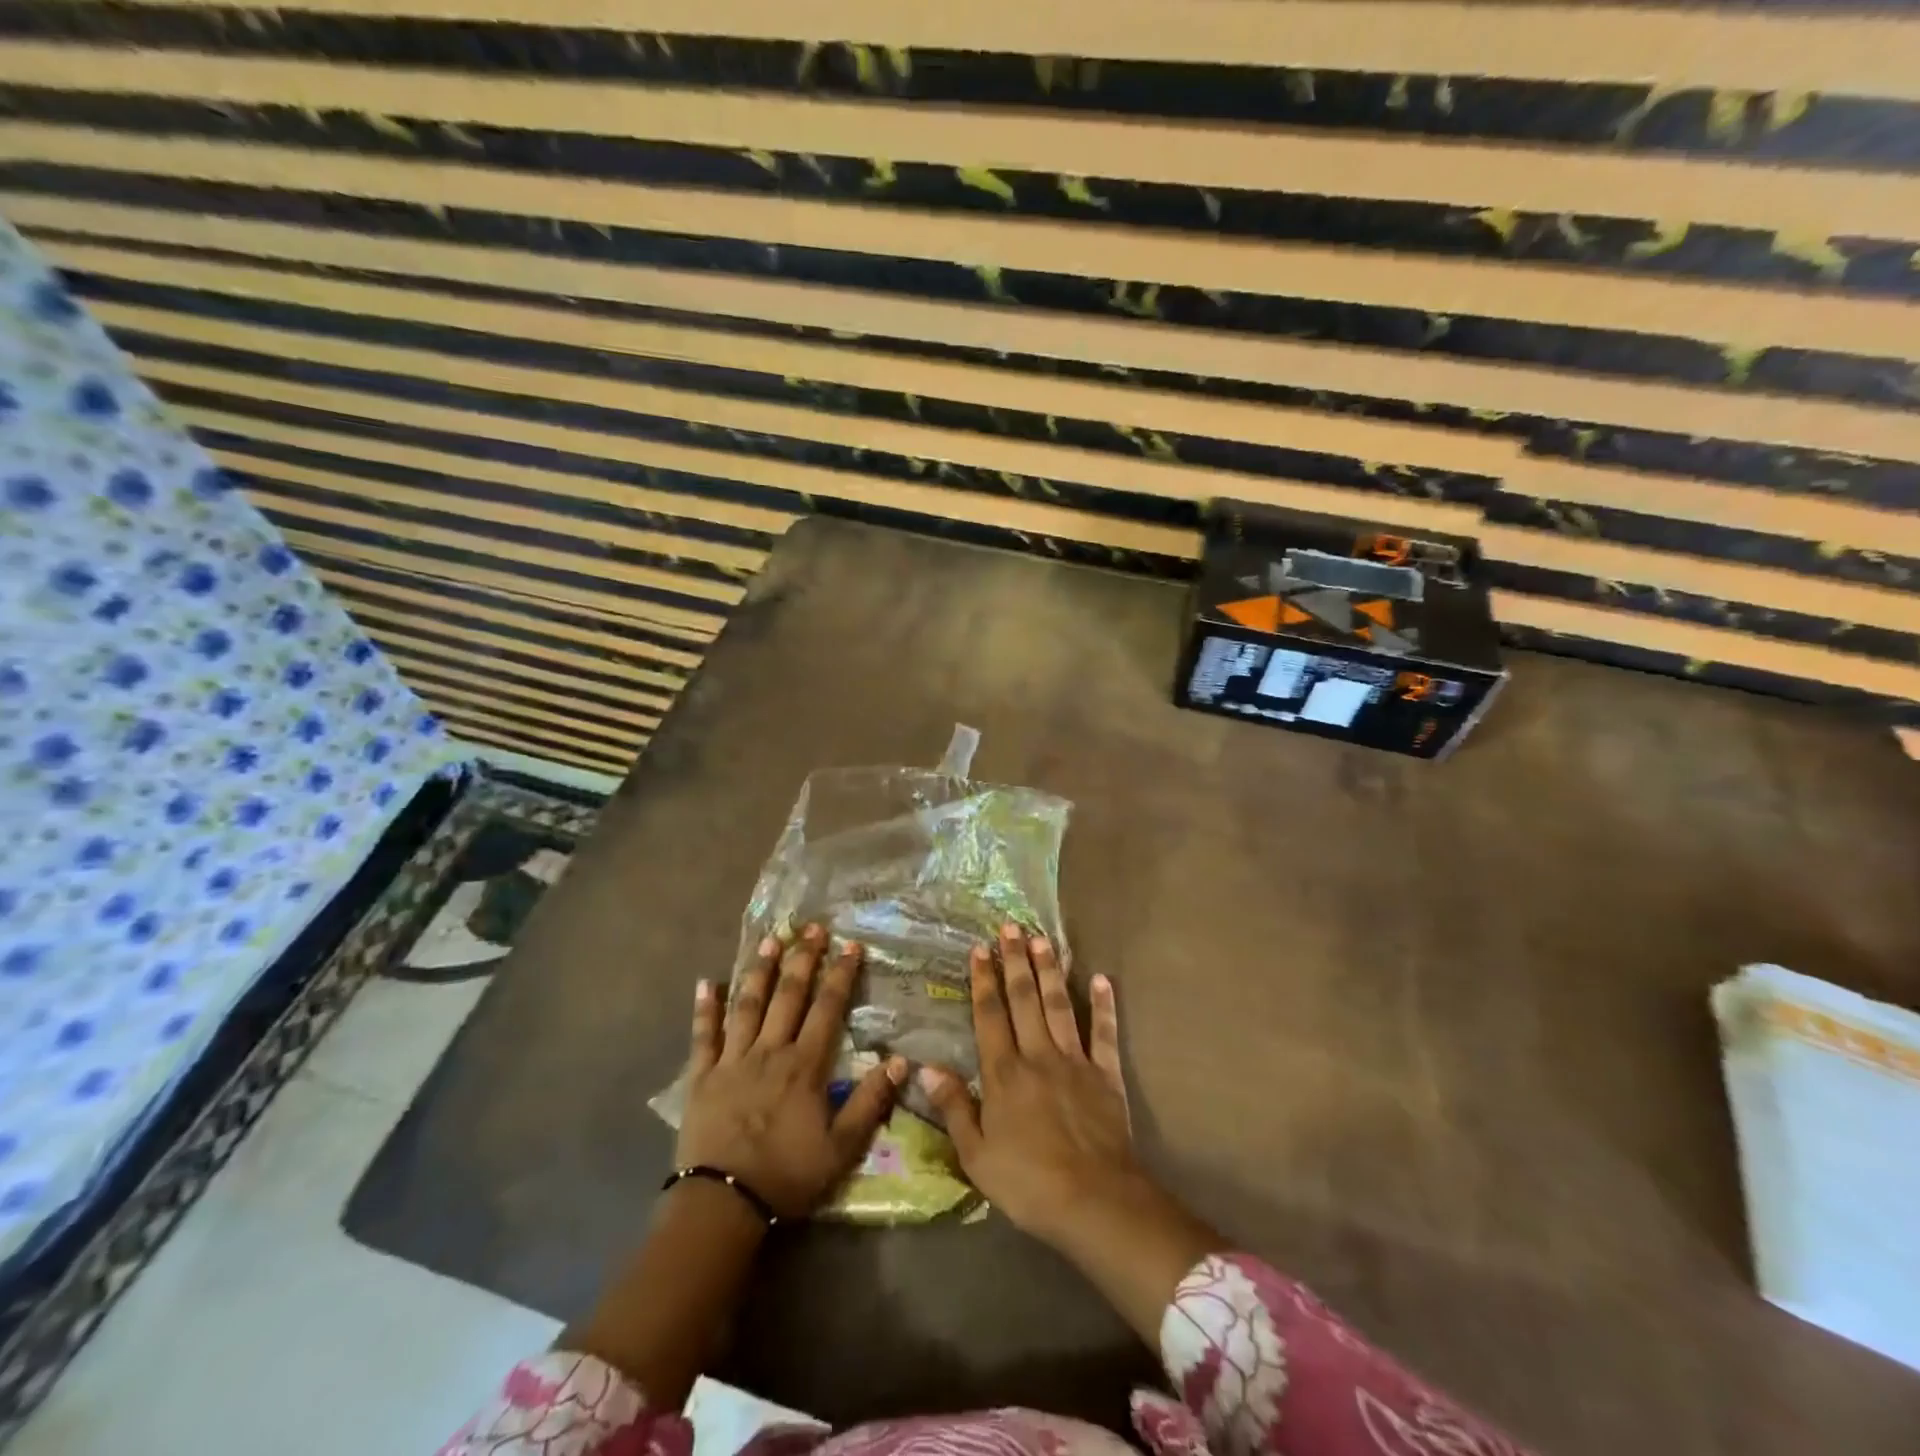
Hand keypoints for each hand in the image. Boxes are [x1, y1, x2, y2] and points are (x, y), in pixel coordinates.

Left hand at [676, 924, 904, 1218]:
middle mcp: (769, 1051)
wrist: (722, 1203)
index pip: (827, 1009)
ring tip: (770, 940)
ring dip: (760, 971)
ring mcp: (732, 1060)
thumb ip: (870, 1102)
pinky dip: (704, 1009)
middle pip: (788, 996)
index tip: (850, 945)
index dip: (840, 975)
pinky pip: (703, 1036)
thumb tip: (901, 1061)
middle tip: (811, 927)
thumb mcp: (841, 1147)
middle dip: (803, 959)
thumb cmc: (786, 1175)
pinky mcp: (702, 1076)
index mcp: (804, 1065)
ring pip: (748, 1005)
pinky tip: (705, 982)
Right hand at [920, 925, 1223, 1342]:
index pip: (990, 1016)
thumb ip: (954, 1108)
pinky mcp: (1106, 1074)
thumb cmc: (1029, 1183)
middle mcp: (1038, 1056)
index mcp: (1004, 1074)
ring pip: (1059, 1006)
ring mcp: (1075, 1061)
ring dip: (1050, 971)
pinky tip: (1101, 979)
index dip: (983, 981)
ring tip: (1043, 939)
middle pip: (1025, 1000)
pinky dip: (1103, 1006)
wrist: (1096, 1201)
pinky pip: (1104, 1033)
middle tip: (1011, 927)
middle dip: (1016, 961)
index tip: (979, 949)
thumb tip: (927, 1068)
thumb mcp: (977, 1156)